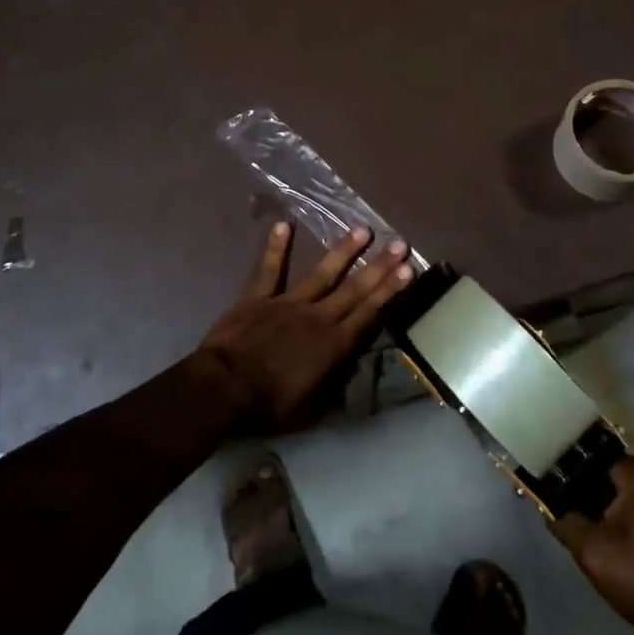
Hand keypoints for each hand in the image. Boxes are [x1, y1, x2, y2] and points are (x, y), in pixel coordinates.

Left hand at [191, 222, 413, 432]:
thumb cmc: (268, 405)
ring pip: (322, 272)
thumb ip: (332, 388)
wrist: (224, 388)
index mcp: (333, 345)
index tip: (409, 270)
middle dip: (380, 266)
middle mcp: (317, 316)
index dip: (390, 291)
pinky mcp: (258, 297)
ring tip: (363, 230)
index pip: (369, 313)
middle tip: (400, 243)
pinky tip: (284, 224)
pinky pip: (269, 269)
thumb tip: (349, 374)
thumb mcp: (310, 410)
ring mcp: (288, 302)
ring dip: (344, 251)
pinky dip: (276, 247)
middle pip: (354, 288)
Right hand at [552, 457, 633, 634]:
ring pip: (633, 499)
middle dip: (594, 498)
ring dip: (615, 514)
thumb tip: (552, 509)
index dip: (574, 477)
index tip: (560, 496)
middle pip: (615, 479)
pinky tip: (626, 552)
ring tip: (598, 540)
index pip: (596, 460)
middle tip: (577, 522)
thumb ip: (566, 523)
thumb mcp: (593, 553)